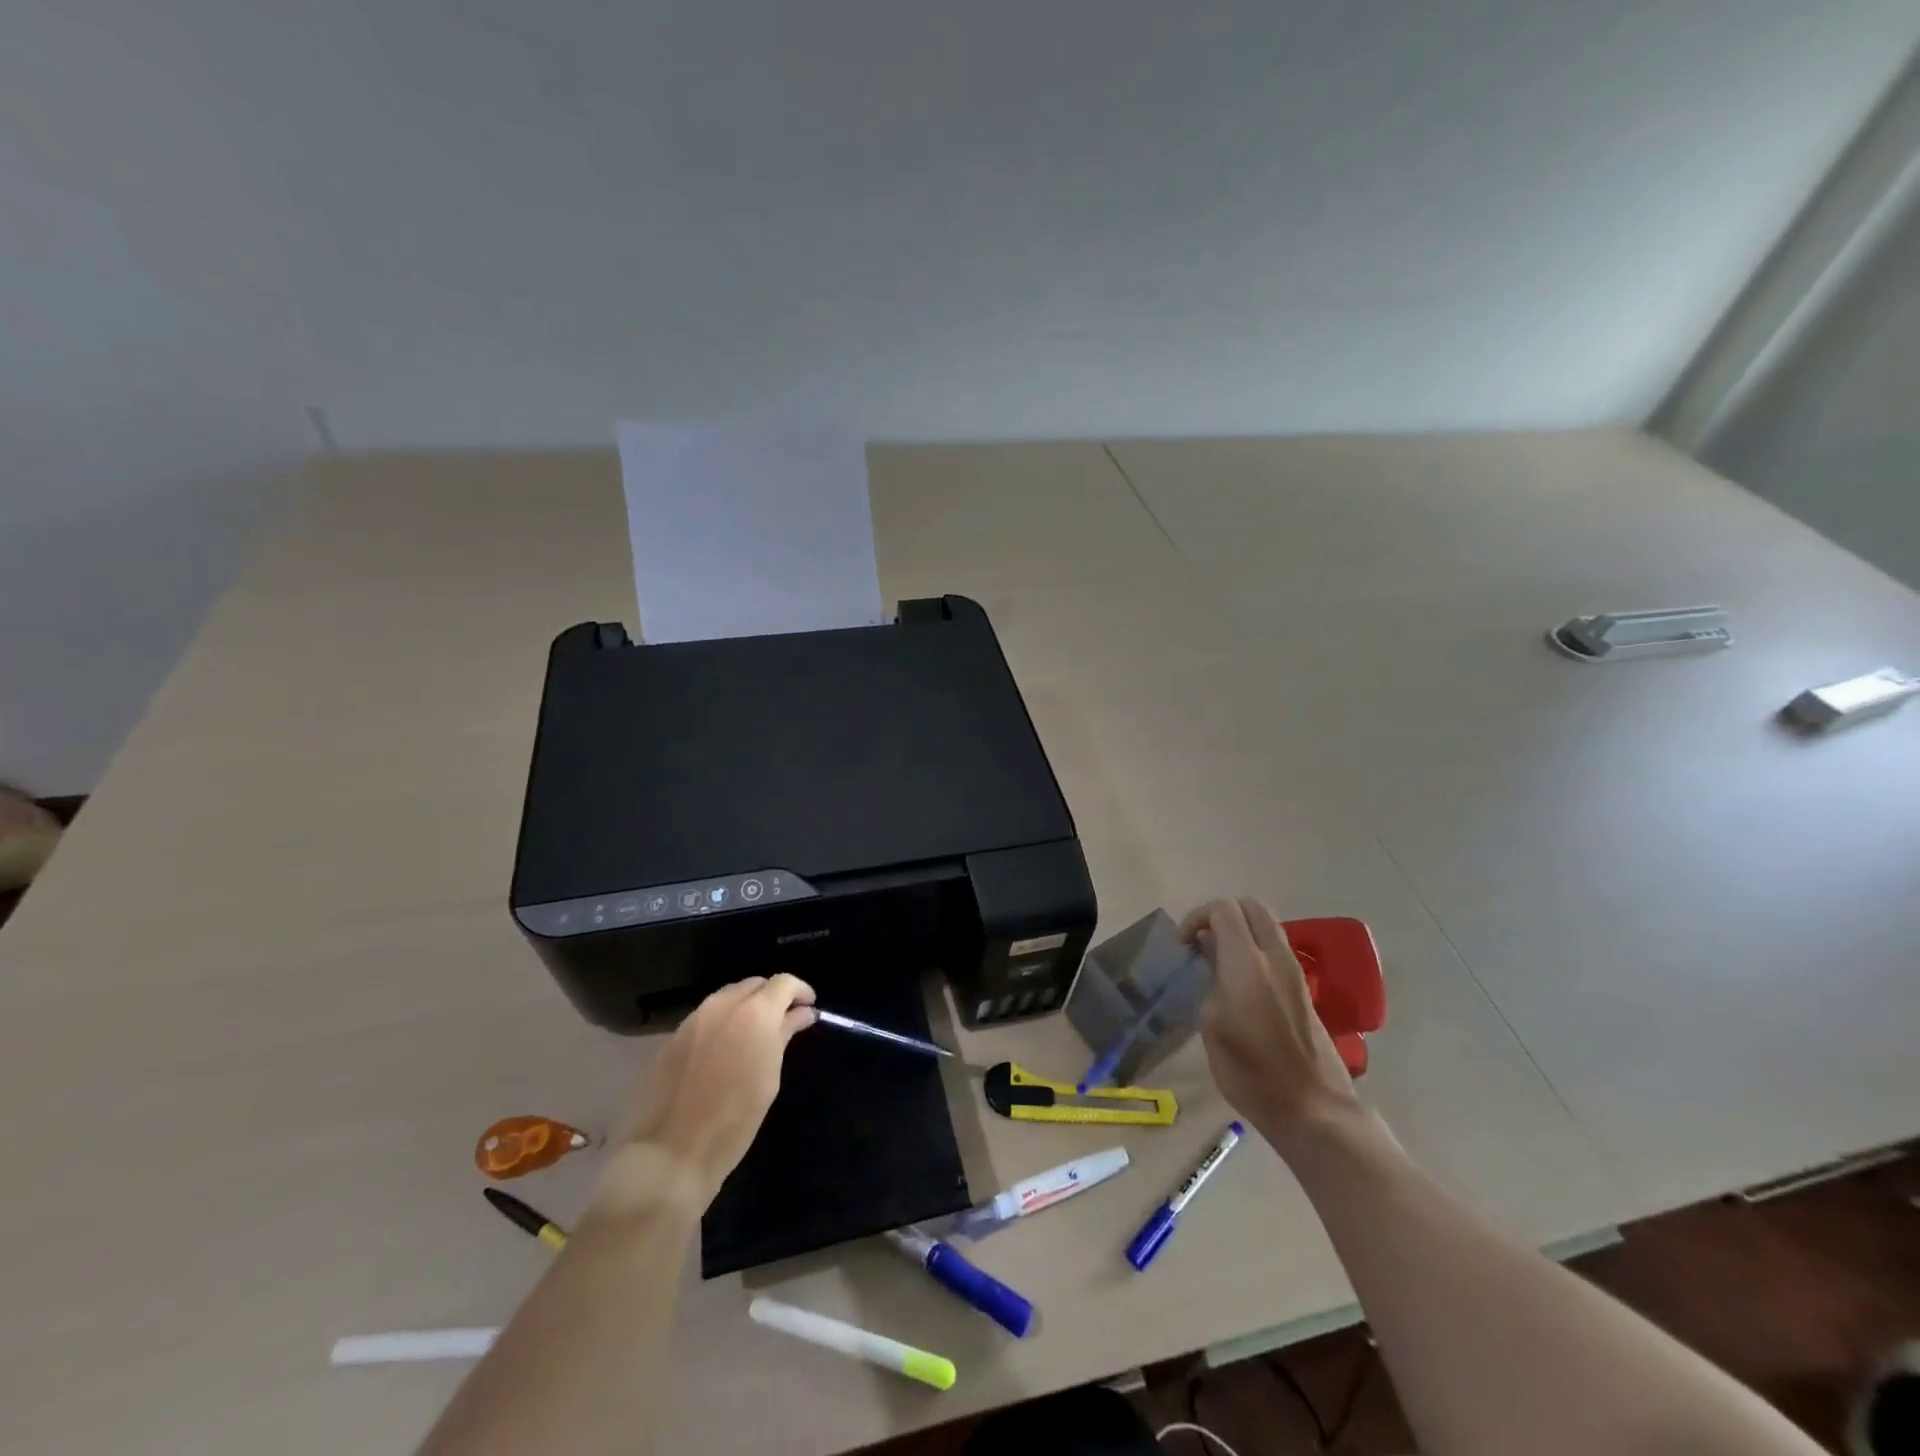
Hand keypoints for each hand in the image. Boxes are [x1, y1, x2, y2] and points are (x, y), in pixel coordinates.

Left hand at [595, 975, 816, 1214]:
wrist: (672, 1152)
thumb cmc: (735, 1120)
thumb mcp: (770, 1076)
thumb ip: (785, 1035)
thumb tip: (802, 1013)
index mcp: (754, 1013)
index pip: (784, 982)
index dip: (800, 991)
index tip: (808, 1007)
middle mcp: (723, 1005)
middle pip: (755, 984)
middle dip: (772, 997)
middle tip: (783, 1022)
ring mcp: (695, 1018)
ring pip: (729, 996)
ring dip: (747, 1006)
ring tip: (754, 1035)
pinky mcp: (674, 1036)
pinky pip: (707, 1015)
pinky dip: (723, 1021)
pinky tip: (725, 1048)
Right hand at [1181, 898, 1360, 1151]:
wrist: (1312, 1107)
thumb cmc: (1250, 1070)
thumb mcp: (1212, 1025)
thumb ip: (1210, 979)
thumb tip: (1211, 956)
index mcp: (1247, 962)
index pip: (1223, 909)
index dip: (1197, 917)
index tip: (1183, 945)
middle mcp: (1275, 957)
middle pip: (1251, 907)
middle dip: (1222, 915)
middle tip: (1202, 942)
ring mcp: (1294, 972)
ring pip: (1267, 927)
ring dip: (1241, 932)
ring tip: (1218, 962)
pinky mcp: (1303, 989)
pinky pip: (1275, 950)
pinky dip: (1254, 950)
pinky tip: (1239, 982)